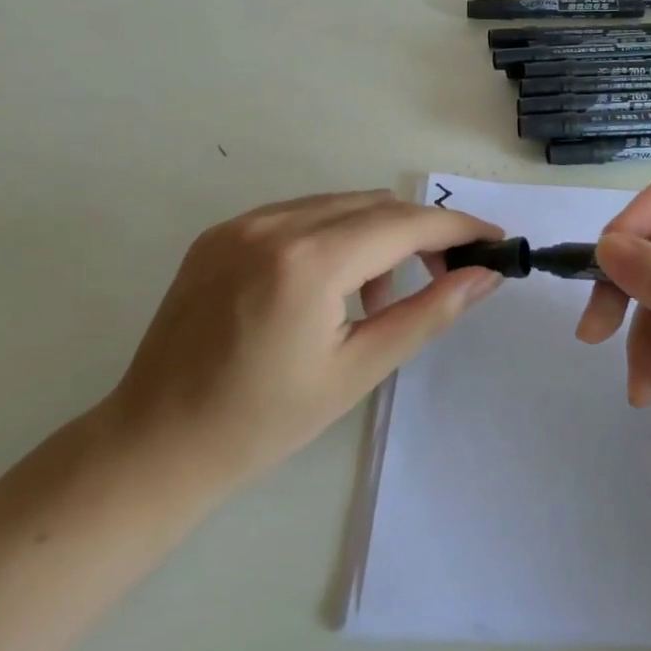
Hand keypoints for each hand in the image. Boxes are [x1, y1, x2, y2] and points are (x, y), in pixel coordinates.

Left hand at [103, 191, 503, 496]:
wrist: (154, 445)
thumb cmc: (263, 421)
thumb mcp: (358, 370)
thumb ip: (428, 313)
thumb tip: (484, 276)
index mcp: (308, 262)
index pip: (404, 224)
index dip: (458, 229)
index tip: (495, 241)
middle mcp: (274, 224)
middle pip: (376, 206)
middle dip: (421, 233)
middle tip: (445, 274)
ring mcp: (241, 223)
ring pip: (339, 205)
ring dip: (377, 235)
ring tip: (375, 297)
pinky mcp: (221, 233)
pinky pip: (300, 214)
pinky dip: (334, 236)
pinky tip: (329, 286)